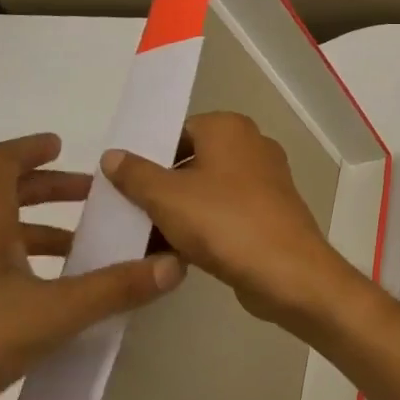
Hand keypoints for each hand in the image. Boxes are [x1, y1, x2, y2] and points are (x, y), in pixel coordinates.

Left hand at [0, 134, 184, 399]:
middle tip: (92, 200)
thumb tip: (175, 264)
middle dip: (48, 194)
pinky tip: (49, 309)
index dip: (29, 148)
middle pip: (0, 200)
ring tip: (83, 257)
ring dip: (38, 240)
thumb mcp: (51, 312)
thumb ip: (115, 289)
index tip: (62, 145)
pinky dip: (23, 276)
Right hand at [101, 112, 363, 332]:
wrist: (287, 271)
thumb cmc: (223, 221)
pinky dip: (206, 228)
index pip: (178, 131)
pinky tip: (179, 254)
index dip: (149, 157)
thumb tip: (113, 155)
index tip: (124, 185)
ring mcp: (268, 181)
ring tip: (147, 238)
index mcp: (230, 128)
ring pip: (210, 191)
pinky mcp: (273, 214)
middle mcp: (253, 146)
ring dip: (181, 212)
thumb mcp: (166, 196)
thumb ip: (135, 173)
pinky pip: (228, 214)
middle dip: (162, 188)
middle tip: (130, 214)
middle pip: (193, 162)